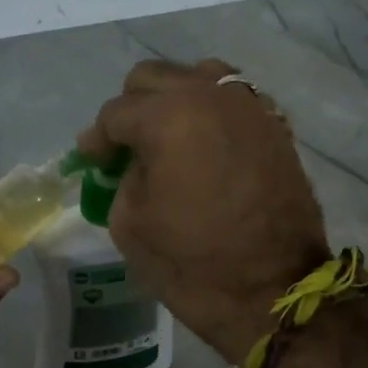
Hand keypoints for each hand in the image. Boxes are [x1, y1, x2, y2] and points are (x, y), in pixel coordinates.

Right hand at [78, 58, 328, 363]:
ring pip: (198, 76)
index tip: (93, 162)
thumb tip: (131, 162)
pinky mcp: (274, 126)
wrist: (273, 291)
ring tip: (168, 138)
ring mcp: (249, 107)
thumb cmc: (191, 263)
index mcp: (168, 117)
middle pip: (154, 78)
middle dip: (132, 109)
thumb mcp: (129, 223)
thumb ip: (122, 177)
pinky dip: (210, 113)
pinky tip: (203, 145)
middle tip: (126, 148)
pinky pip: (232, 100)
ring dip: (174, 100)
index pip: (116, 112)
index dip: (97, 140)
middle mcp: (210, 96)